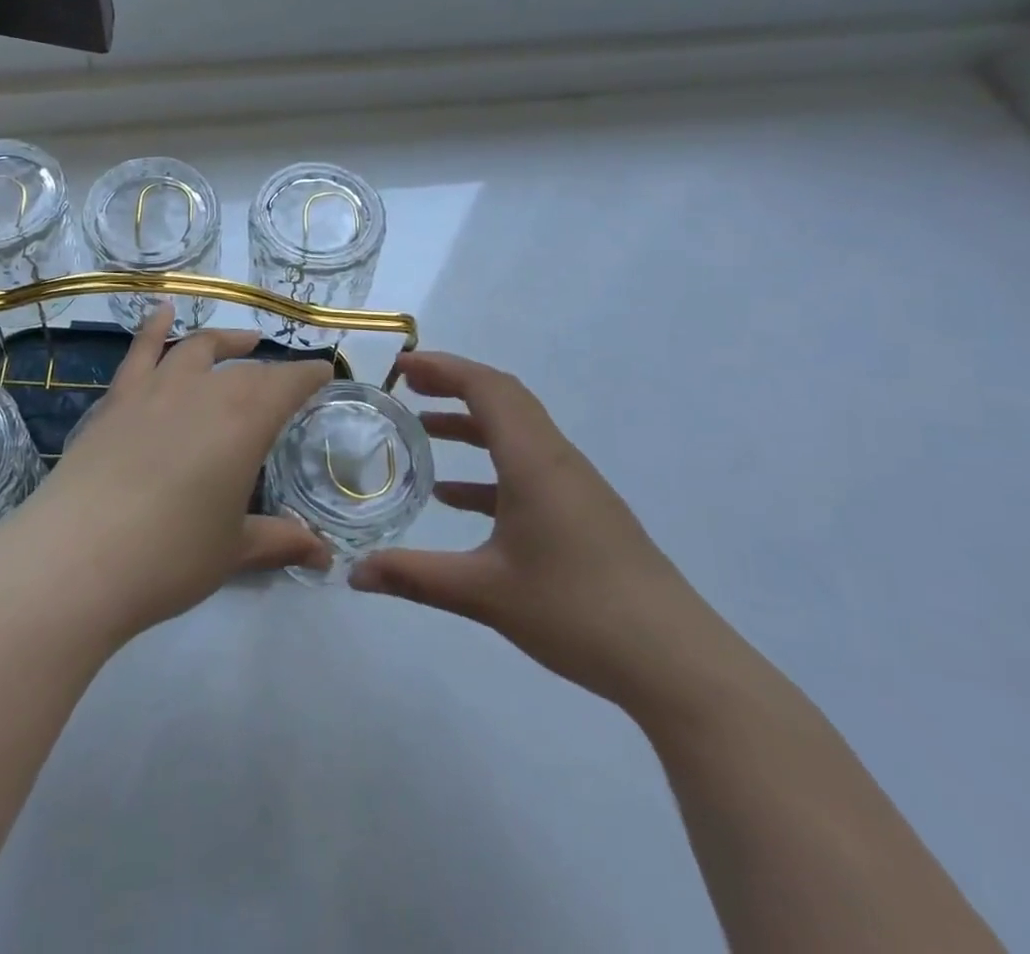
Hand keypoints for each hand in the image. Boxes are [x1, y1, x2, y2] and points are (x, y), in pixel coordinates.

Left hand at [2, 304, 334, 640]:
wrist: (77, 557)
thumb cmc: (170, 556)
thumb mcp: (234, 551)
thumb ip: (281, 540)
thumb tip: (325, 556)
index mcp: (244, 421)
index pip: (288, 384)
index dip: (309, 375)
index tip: (324, 373)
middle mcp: (204, 391)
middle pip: (246, 370)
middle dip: (271, 372)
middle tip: (285, 382)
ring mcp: (155, 389)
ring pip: (198, 350)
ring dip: (225, 342)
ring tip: (244, 340)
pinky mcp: (116, 399)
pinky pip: (141, 352)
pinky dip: (155, 327)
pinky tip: (162, 311)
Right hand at [350, 351, 726, 711]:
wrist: (676, 662)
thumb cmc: (577, 610)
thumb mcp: (485, 593)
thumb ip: (415, 578)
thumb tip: (353, 573)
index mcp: (534, 460)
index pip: (488, 387)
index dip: (443, 368)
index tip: (401, 367)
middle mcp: (557, 460)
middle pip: (504, 399)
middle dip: (454, 385)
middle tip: (407, 387)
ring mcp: (575, 487)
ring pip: (517, 434)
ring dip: (471, 425)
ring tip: (423, 431)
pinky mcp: (585, 514)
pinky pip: (529, 469)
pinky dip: (489, 468)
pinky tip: (457, 498)